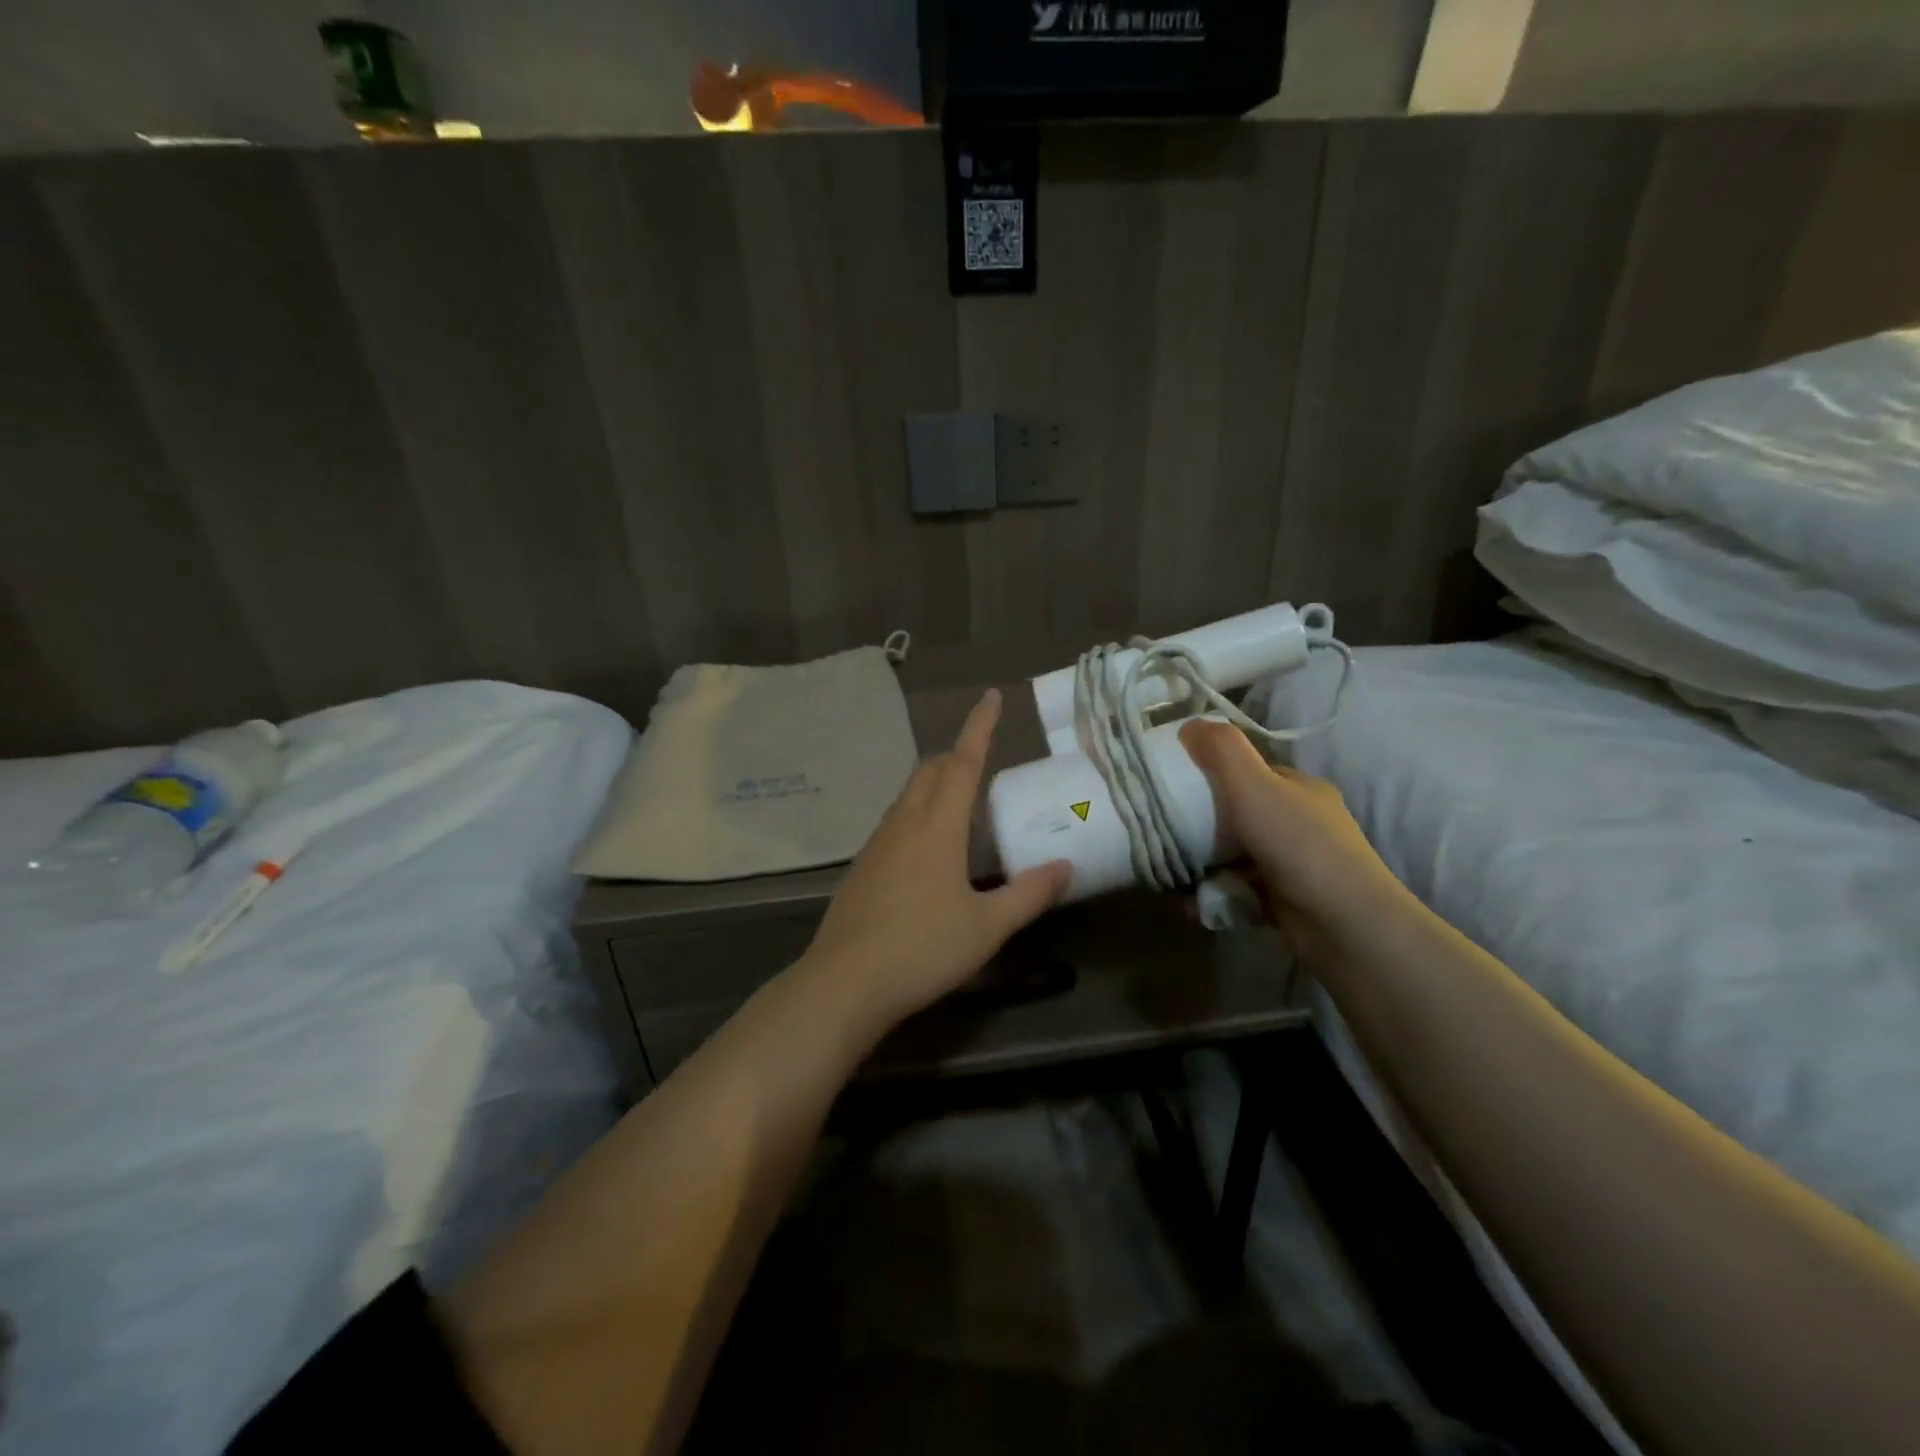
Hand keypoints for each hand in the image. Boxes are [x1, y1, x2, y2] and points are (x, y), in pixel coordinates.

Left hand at [800, 689, 1071, 1027]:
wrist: (845, 982)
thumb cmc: (923, 949)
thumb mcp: (988, 926)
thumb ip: (1029, 893)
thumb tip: (1065, 867)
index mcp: (938, 826)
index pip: (962, 762)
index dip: (979, 727)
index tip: (990, 697)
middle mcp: (904, 823)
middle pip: (931, 771)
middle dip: (957, 755)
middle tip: (984, 761)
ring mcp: (878, 843)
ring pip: (909, 795)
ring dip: (936, 784)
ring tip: (963, 805)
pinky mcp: (863, 866)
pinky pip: (896, 821)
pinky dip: (919, 814)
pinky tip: (930, 849)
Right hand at [1178, 718, 1410, 961]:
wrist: (1343, 923)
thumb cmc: (1298, 843)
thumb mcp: (1254, 785)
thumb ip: (1222, 750)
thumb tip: (1190, 722)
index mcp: (1300, 789)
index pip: (1250, 772)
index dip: (1213, 775)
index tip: (1178, 787)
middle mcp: (1301, 823)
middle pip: (1239, 816)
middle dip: (1202, 829)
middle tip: (1169, 837)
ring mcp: (1296, 864)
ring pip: (1236, 857)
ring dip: (1205, 868)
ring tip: (1176, 879)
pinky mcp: (1287, 901)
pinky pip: (1241, 891)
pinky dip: (1218, 896)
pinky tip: (1195, 906)